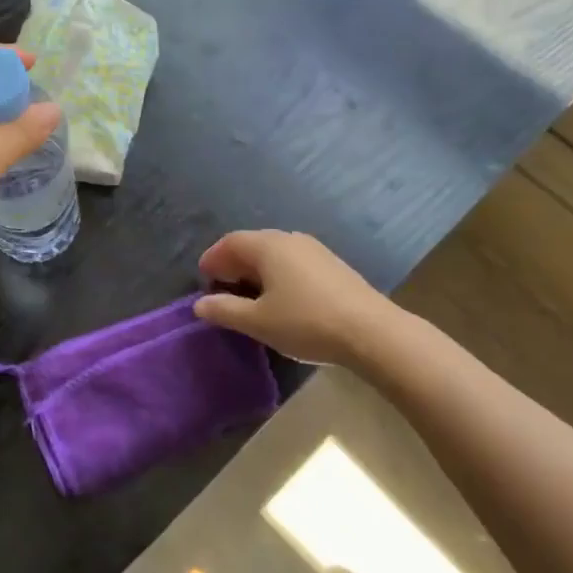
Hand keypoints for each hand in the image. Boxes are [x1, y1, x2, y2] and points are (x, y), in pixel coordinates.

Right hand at [194, 229, 413, 370]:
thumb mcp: (258, 322)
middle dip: (233, 263)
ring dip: (257, 269)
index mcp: (268, 246)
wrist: (372, 333)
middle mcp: (290, 239)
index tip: (203, 279)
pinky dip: (278, 274)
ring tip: (250, 295)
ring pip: (275, 253)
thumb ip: (225, 310)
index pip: (230, 242)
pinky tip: (282, 298)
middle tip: (222, 286)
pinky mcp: (333, 266)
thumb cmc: (306, 322)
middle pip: (253, 244)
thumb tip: (200, 304)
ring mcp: (315, 250)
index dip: (213, 258)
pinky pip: (294, 262)